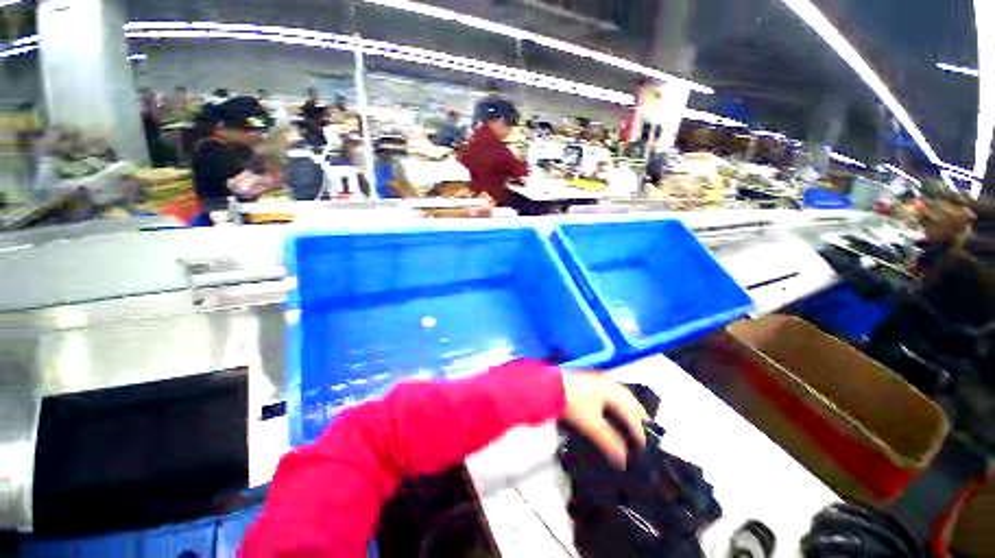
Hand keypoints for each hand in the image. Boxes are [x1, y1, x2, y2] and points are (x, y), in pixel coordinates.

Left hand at [562, 373, 648, 468]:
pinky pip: (614, 399)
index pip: (636, 417)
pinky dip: (619, 411)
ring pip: (624, 401)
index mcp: (616, 393)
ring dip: (629, 417)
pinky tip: (615, 420)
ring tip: (632, 434)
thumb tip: (624, 461)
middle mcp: (612, 385)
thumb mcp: (591, 425)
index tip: (645, 454)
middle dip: (640, 424)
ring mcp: (602, 383)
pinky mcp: (593, 385)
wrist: (549, 387)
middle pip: (633, 406)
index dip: (642, 437)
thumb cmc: (572, 403)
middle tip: (644, 444)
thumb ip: (609, 443)